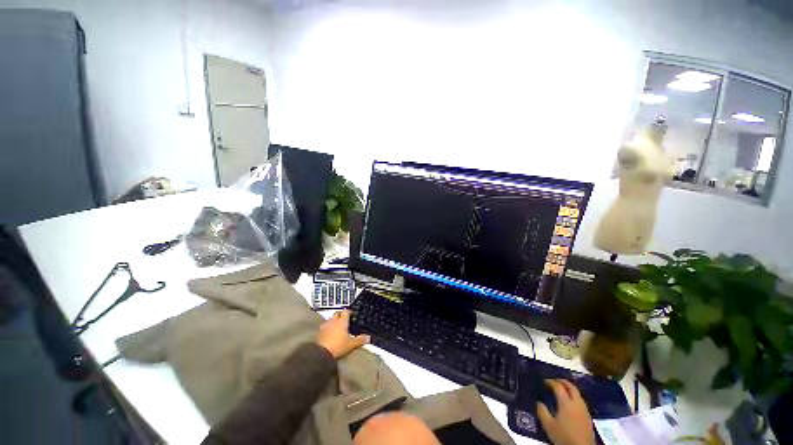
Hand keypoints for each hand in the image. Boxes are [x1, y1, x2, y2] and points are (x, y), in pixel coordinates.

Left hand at [315, 310, 369, 358]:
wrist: (321, 354)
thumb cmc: (338, 346)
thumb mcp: (351, 344)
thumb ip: (360, 340)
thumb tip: (369, 337)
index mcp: (342, 321)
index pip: (346, 311)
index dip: (349, 312)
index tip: (352, 314)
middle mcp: (333, 321)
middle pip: (337, 313)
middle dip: (341, 315)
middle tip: (345, 319)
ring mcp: (325, 326)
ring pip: (330, 319)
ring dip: (334, 321)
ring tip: (338, 326)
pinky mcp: (319, 333)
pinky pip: (325, 327)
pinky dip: (328, 328)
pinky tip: (330, 333)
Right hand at [537, 379, 594, 444]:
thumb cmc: (564, 436)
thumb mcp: (548, 425)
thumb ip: (542, 412)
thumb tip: (538, 402)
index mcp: (566, 402)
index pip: (558, 386)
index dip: (550, 382)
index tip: (544, 381)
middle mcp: (576, 403)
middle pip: (571, 386)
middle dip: (562, 381)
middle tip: (554, 381)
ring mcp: (584, 409)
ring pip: (577, 393)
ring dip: (569, 389)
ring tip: (561, 391)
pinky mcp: (588, 416)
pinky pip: (580, 401)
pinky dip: (573, 397)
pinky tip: (569, 403)